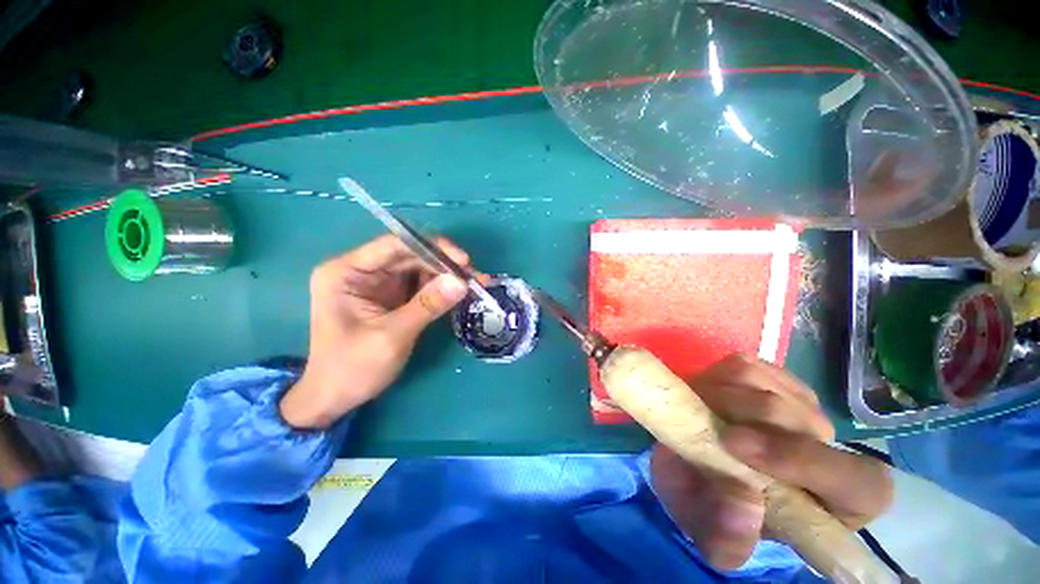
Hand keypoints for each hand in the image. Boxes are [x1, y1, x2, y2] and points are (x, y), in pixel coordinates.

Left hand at [279, 235, 475, 429]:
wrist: (335, 397)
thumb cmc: (352, 368)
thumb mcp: (392, 336)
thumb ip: (427, 306)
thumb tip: (462, 282)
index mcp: (347, 272)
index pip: (394, 245)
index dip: (432, 248)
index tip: (463, 260)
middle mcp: (363, 270)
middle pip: (411, 255)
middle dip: (445, 264)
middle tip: (476, 276)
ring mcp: (379, 283)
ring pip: (420, 268)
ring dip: (448, 275)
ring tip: (476, 284)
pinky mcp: (392, 296)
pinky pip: (422, 284)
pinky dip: (442, 288)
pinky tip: (461, 293)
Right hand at [650, 354, 892, 568]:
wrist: (694, 466)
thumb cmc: (715, 506)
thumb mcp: (713, 535)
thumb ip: (727, 539)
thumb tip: (745, 504)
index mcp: (837, 500)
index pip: (860, 482)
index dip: (804, 461)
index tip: (736, 445)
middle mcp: (829, 447)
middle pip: (799, 418)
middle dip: (740, 418)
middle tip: (702, 425)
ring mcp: (799, 403)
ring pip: (765, 384)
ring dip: (720, 395)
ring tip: (701, 414)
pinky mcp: (769, 376)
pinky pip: (743, 365)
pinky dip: (717, 378)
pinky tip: (709, 397)